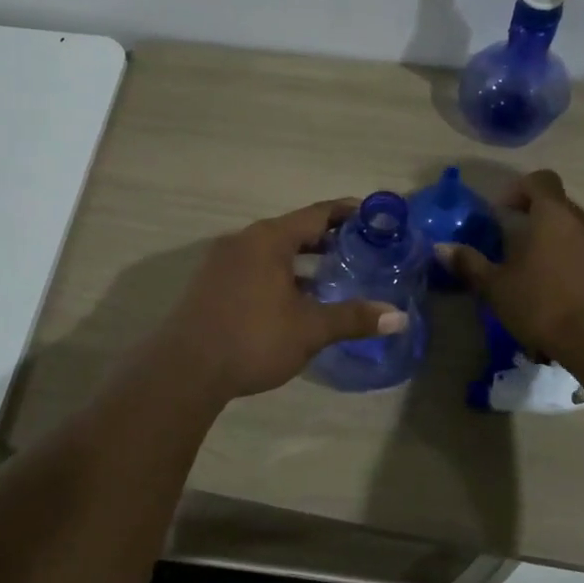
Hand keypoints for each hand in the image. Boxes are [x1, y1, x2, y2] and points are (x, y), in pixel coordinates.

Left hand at [156, 199, 409, 400]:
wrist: (184, 369)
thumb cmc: (253, 339)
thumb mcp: (309, 329)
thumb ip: (353, 318)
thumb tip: (399, 317)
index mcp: (269, 239)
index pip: (315, 214)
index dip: (345, 212)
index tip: (371, 215)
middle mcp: (243, 240)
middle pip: (292, 230)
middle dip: (325, 238)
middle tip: (358, 249)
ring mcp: (222, 261)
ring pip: (271, 250)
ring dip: (300, 259)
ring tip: (331, 275)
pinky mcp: (209, 283)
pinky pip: (253, 266)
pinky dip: (278, 272)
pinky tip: (292, 299)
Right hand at [436, 170, 583, 368]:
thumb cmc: (542, 305)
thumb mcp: (496, 286)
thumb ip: (469, 263)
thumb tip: (441, 247)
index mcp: (552, 215)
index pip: (540, 179)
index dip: (517, 189)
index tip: (500, 214)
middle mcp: (581, 221)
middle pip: (556, 204)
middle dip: (532, 217)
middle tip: (510, 244)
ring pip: (572, 228)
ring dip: (551, 239)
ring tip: (532, 269)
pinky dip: (569, 259)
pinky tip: (555, 288)